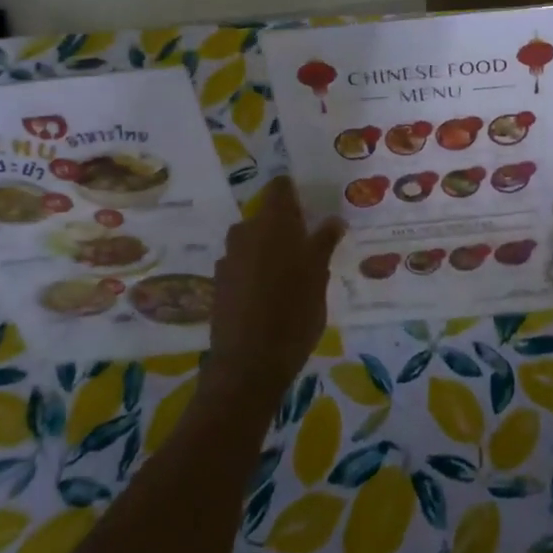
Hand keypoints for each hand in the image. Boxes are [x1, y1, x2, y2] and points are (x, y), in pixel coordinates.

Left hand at [205, 177, 343, 401]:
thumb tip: (333, 220)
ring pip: (253, 243)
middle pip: (267, 217)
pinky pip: (243, 266)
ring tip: (292, 275)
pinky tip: (270, 296)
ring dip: (270, 251)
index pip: (280, 188)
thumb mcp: (318, 275)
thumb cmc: (293, 312)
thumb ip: (324, 243)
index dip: (294, 193)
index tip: (311, 206)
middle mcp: (246, 232)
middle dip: (285, 227)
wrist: (248, 364)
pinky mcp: (219, 284)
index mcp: (273, 223)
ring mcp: (229, 259)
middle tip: (308, 247)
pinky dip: (256, 272)